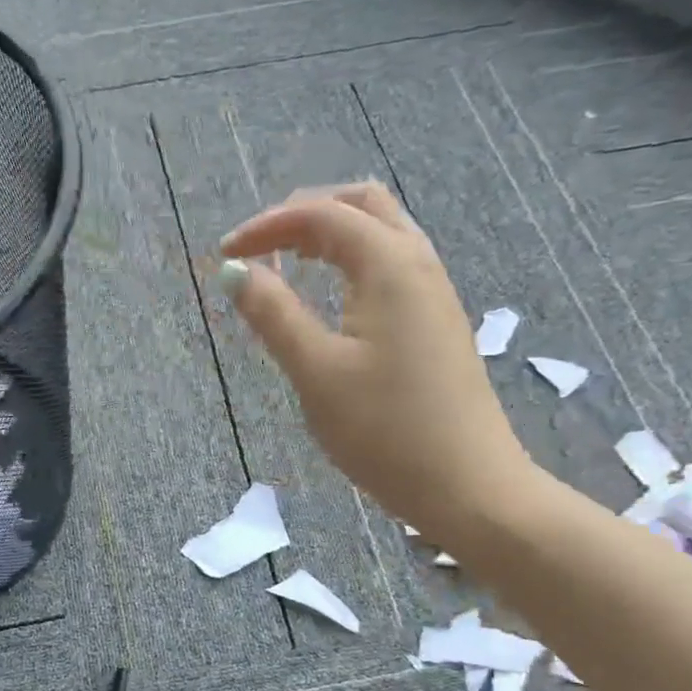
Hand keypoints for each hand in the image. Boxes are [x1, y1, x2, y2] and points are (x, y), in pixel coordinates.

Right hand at [218, 182, 535, 545]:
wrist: (467, 485)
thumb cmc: (385, 430)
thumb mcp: (316, 372)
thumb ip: (273, 314)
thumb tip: (234, 272)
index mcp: (389, 265)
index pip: (321, 216)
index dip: (266, 226)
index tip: (224, 256)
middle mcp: (418, 263)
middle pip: (361, 205)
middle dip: (304, 214)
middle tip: (261, 246)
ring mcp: (435, 292)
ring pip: (382, 233)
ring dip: (332, 234)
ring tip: (289, 262)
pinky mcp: (438, 321)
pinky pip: (393, 264)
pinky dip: (354, 259)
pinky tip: (333, 295)